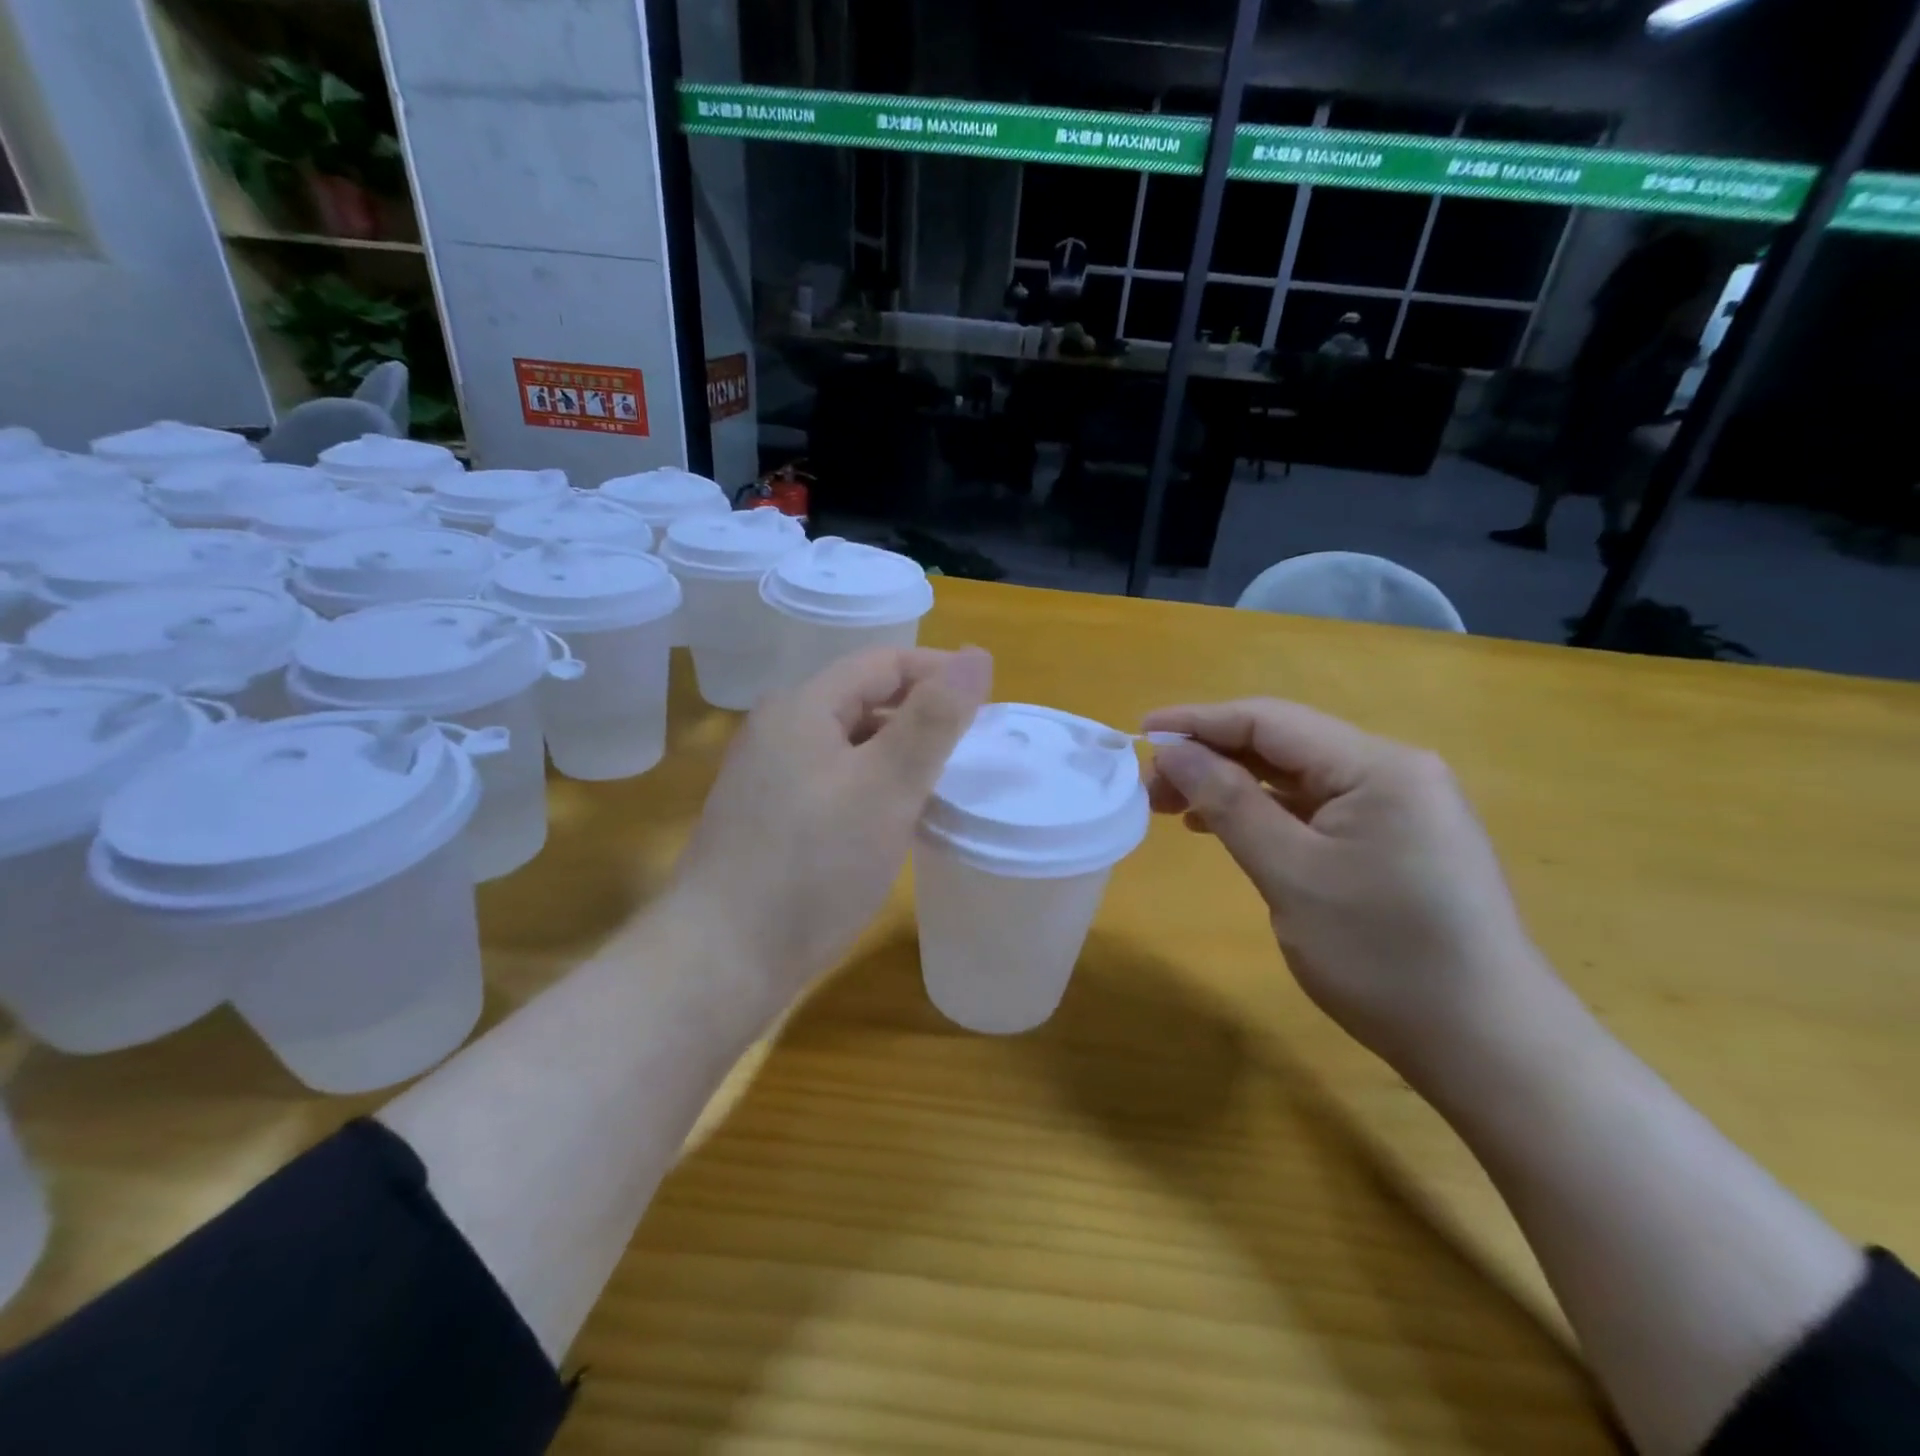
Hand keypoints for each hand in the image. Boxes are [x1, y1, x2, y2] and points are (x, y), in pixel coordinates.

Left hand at [666, 646, 993, 1010]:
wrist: (722, 958)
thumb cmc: (813, 866)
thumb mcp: (886, 786)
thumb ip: (935, 719)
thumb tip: (977, 655)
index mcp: (803, 706)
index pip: (884, 663)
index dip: (941, 672)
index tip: (991, 704)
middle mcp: (779, 729)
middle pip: (865, 700)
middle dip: (923, 715)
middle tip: (974, 749)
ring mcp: (769, 775)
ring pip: (851, 744)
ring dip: (900, 754)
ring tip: (945, 784)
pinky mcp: (770, 816)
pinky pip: (835, 780)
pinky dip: (874, 786)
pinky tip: (897, 818)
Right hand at [1143, 699, 1544, 1072]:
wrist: (1488, 1046)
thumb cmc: (1383, 957)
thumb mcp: (1290, 875)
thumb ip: (1229, 803)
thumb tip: (1173, 751)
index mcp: (1378, 766)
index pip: (1270, 720)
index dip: (1199, 721)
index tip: (1140, 732)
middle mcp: (1395, 770)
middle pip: (1284, 744)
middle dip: (1213, 757)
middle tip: (1151, 788)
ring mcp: (1402, 806)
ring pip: (1298, 776)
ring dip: (1235, 785)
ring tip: (1176, 808)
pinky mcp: (1400, 840)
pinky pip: (1319, 808)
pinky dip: (1268, 812)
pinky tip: (1230, 828)